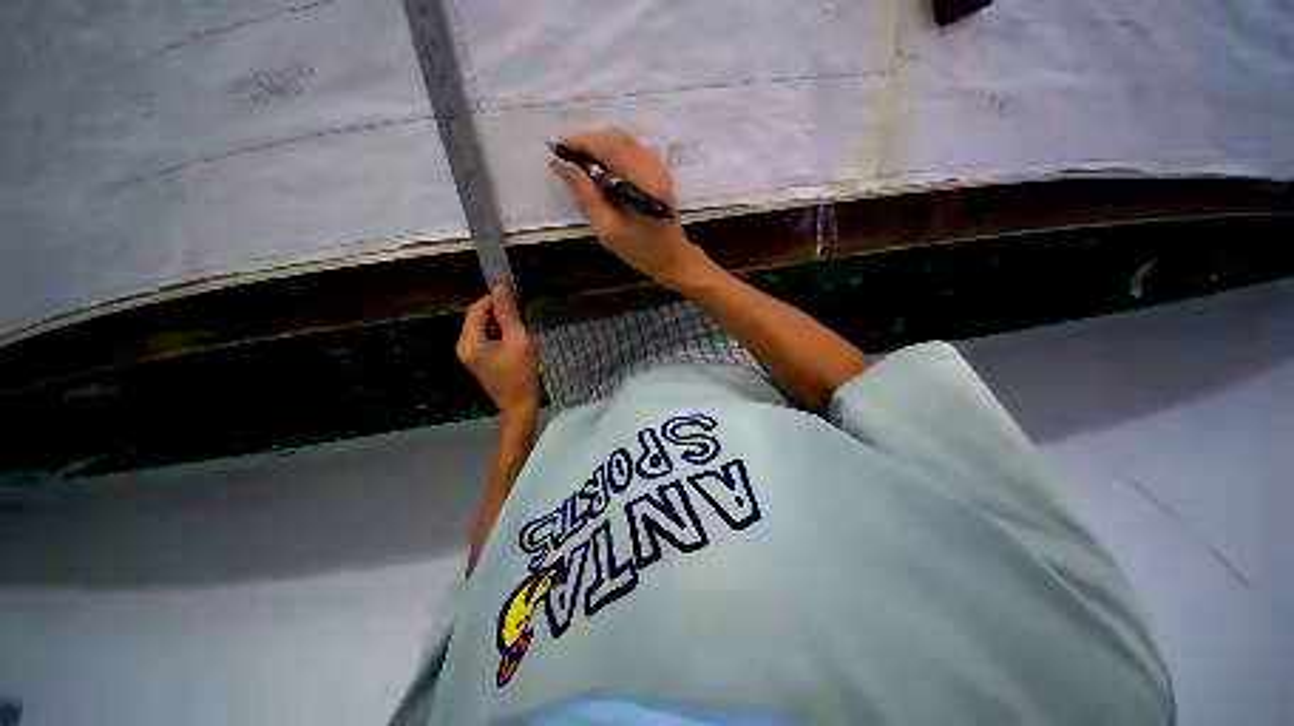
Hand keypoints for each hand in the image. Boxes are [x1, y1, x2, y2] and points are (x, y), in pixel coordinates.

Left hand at [456, 286, 540, 415]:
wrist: (520, 405)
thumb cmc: (522, 375)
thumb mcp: (519, 341)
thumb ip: (508, 314)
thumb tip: (501, 287)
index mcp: (469, 342)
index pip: (477, 309)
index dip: (495, 299)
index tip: (516, 296)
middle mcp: (463, 345)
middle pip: (477, 316)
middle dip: (497, 310)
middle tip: (521, 311)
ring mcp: (469, 353)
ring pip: (482, 325)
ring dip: (500, 321)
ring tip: (520, 324)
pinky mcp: (477, 358)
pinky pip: (485, 336)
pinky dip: (499, 331)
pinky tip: (514, 336)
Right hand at [551, 129, 715, 290]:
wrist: (673, 258)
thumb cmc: (640, 250)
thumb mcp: (608, 229)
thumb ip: (586, 195)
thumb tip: (562, 165)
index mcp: (643, 181)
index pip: (608, 146)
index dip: (581, 142)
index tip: (557, 146)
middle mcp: (653, 166)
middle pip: (616, 137)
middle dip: (588, 142)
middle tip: (567, 157)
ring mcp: (659, 166)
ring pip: (624, 141)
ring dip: (600, 146)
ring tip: (580, 163)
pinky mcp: (659, 170)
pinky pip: (632, 150)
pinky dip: (612, 152)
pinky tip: (601, 169)